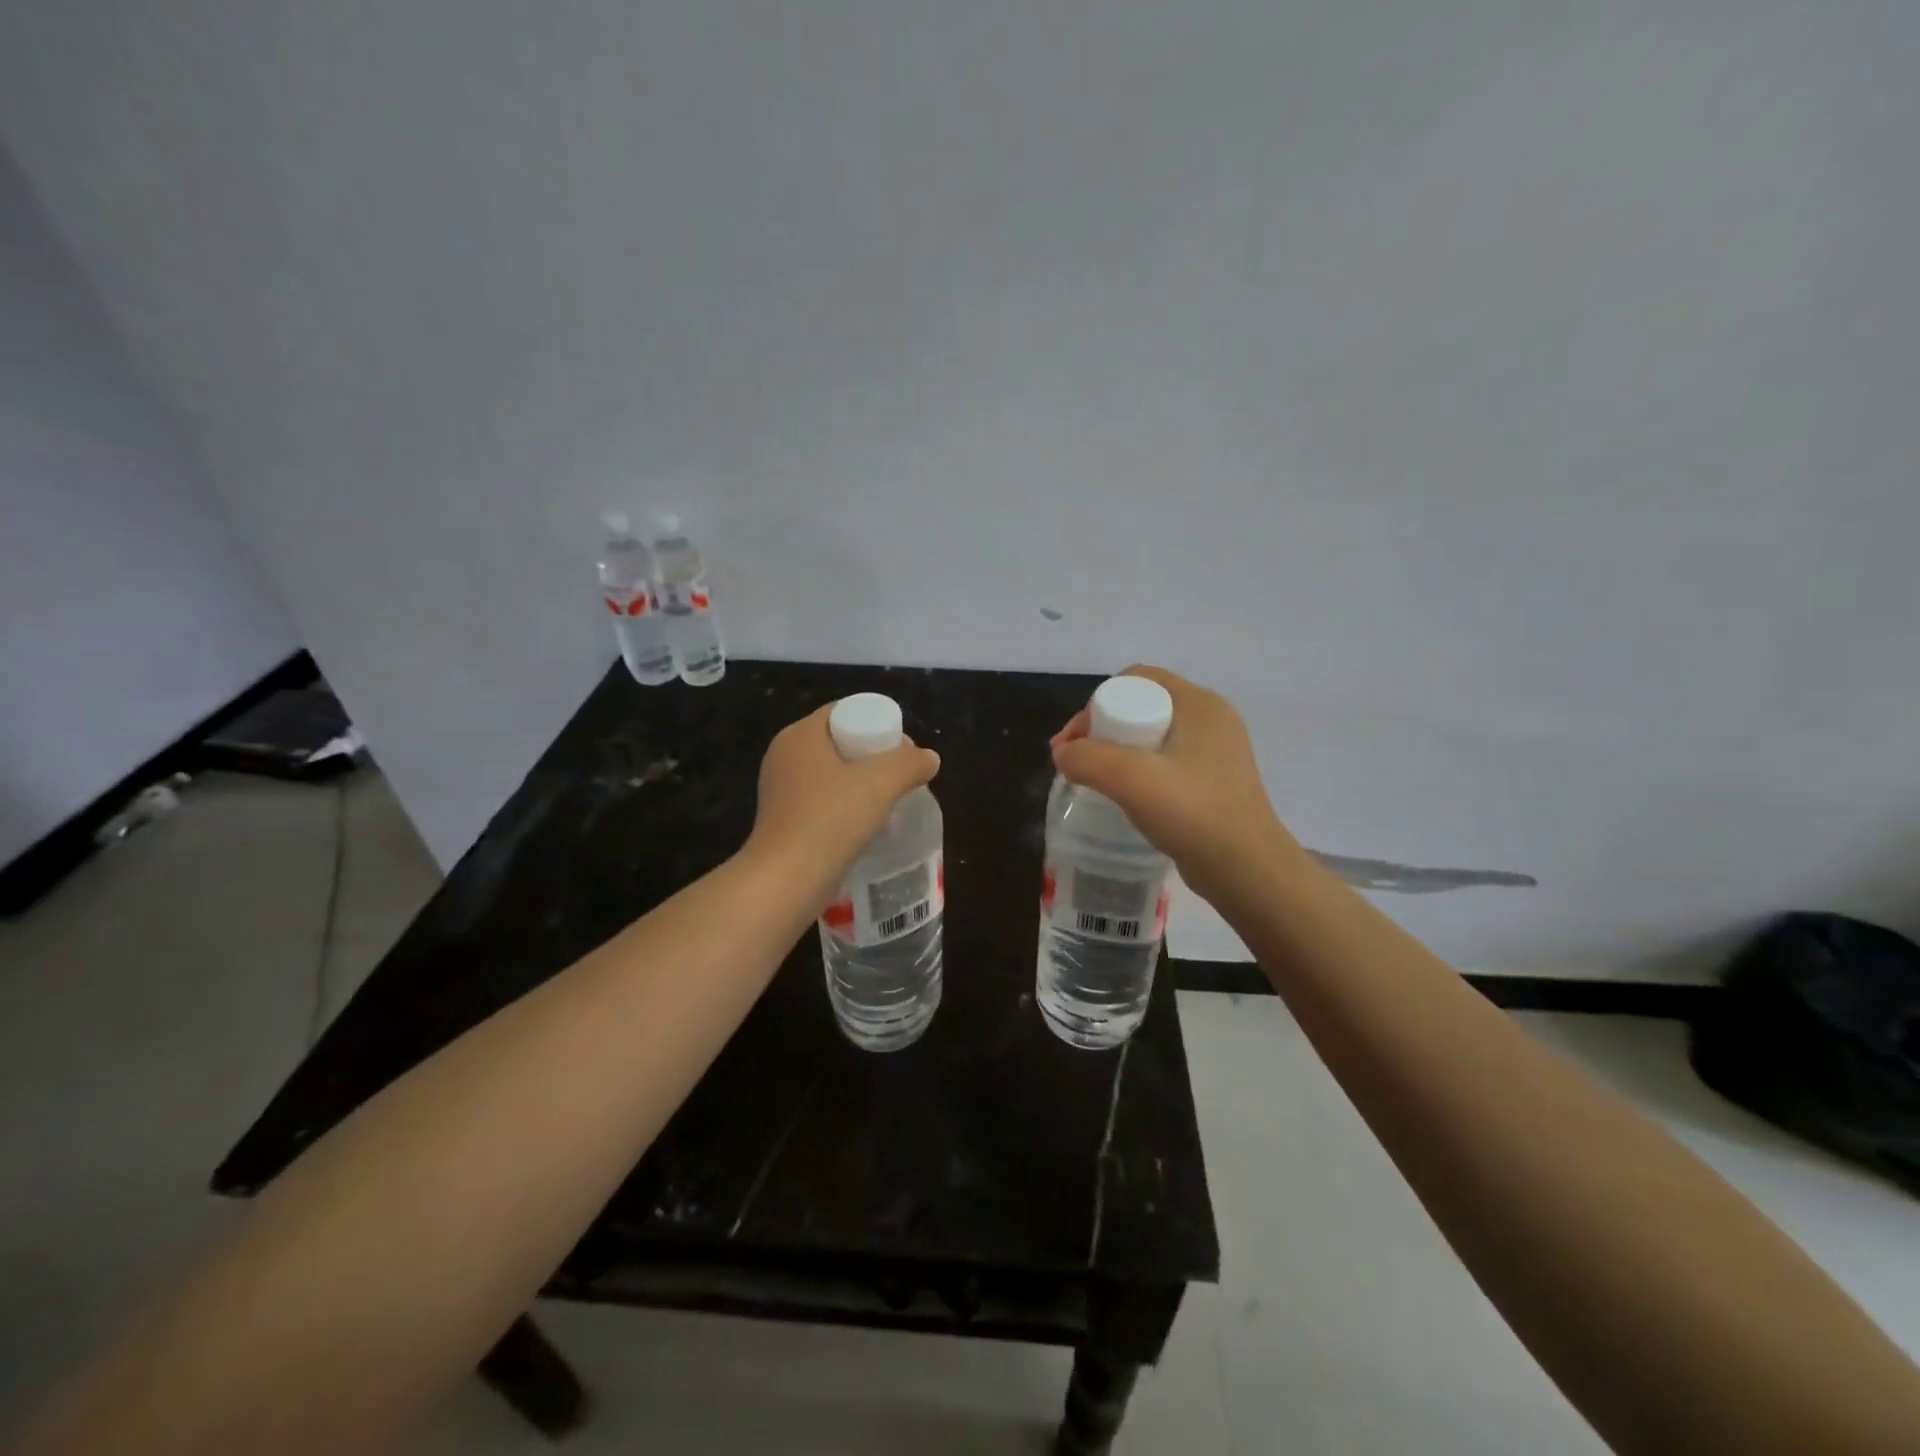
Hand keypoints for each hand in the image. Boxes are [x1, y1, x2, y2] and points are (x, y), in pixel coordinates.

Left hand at [747, 703, 940, 899]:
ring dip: (861, 785)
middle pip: (839, 743)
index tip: (904, 751)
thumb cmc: (831, 820)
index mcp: (799, 736)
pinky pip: (822, 802)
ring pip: (831, 775)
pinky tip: (866, 825)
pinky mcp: (783, 822)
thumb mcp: (881, 783)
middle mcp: (784, 757)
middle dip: (874, 756)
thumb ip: (910, 764)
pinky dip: (845, 807)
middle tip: (902, 777)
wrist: (786, 881)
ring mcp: (780, 791)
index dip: (877, 723)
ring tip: (889, 802)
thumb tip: (928, 758)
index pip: (843, 711)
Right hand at [1051, 665, 1302, 902]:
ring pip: (1152, 736)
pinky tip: (1126, 797)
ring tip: (1094, 781)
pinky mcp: (1214, 781)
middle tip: (1077, 763)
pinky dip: (1139, 772)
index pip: (1136, 679)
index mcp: (1199, 703)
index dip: (1097, 703)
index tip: (1076, 742)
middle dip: (1102, 730)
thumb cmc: (1194, 813)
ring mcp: (1216, 751)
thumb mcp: (1131, 779)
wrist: (1248, 871)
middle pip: (1141, 706)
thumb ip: (1087, 759)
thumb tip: (1063, 754)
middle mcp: (1211, 719)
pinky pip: (1166, 762)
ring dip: (1117, 753)